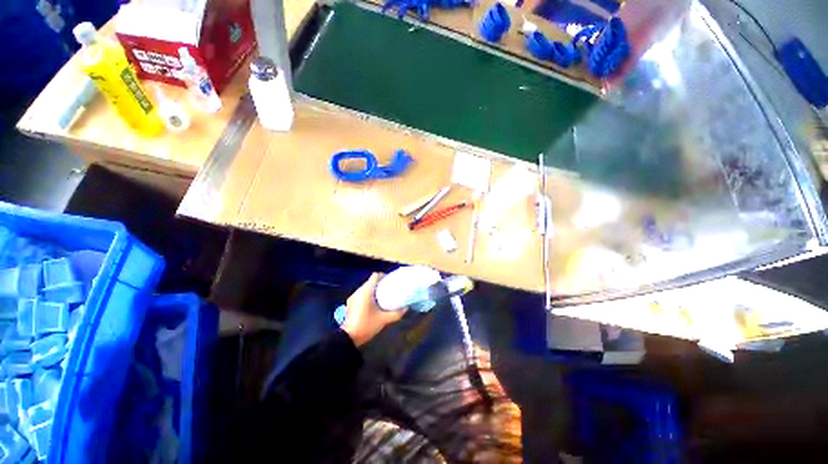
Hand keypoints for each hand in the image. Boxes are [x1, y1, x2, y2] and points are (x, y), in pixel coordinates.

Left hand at [341, 273, 405, 345]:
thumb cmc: (367, 325)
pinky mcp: (350, 304)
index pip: (375, 276)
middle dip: (380, 284)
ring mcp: (353, 297)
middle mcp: (358, 291)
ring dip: (373, 290)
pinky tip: (373, 305)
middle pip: (370, 282)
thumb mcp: (384, 320)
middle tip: (389, 290)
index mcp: (366, 291)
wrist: (348, 338)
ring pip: (365, 288)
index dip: (383, 276)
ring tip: (382, 297)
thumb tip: (406, 308)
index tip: (390, 281)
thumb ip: (396, 313)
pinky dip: (367, 296)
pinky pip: (361, 294)